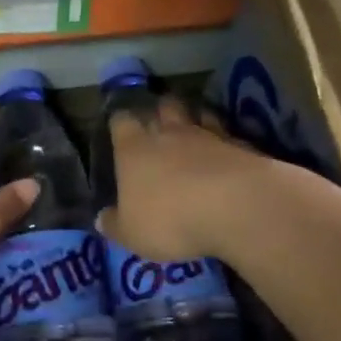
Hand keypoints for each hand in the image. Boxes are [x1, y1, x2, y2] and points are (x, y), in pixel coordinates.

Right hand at [97, 96, 266, 263]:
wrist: (235, 206)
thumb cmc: (171, 219)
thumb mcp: (132, 234)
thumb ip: (115, 224)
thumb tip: (101, 219)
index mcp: (133, 149)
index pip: (121, 121)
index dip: (120, 123)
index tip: (120, 128)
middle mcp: (167, 133)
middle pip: (161, 106)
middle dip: (159, 111)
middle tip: (159, 122)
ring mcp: (206, 134)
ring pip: (196, 113)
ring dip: (193, 118)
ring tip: (193, 129)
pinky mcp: (239, 143)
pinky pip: (226, 133)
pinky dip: (223, 138)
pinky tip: (224, 151)